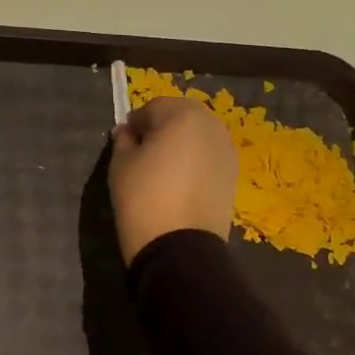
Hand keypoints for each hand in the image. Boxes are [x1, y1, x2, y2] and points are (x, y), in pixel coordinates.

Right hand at [108, 95, 238, 265]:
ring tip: (162, 169)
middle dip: (162, 128)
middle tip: (143, 153)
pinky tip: (179, 182)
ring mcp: (227, 150)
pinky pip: (209, 156)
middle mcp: (211, 125)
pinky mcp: (233, 174)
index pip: (152, 107)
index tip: (123, 142)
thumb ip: (123, 140)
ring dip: (180, 144)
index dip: (135, 123)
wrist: (180, 246)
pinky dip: (195, 161)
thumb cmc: (144, 198)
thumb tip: (127, 132)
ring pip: (198, 136)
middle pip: (181, 116)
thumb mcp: (121, 165)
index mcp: (183, 115)